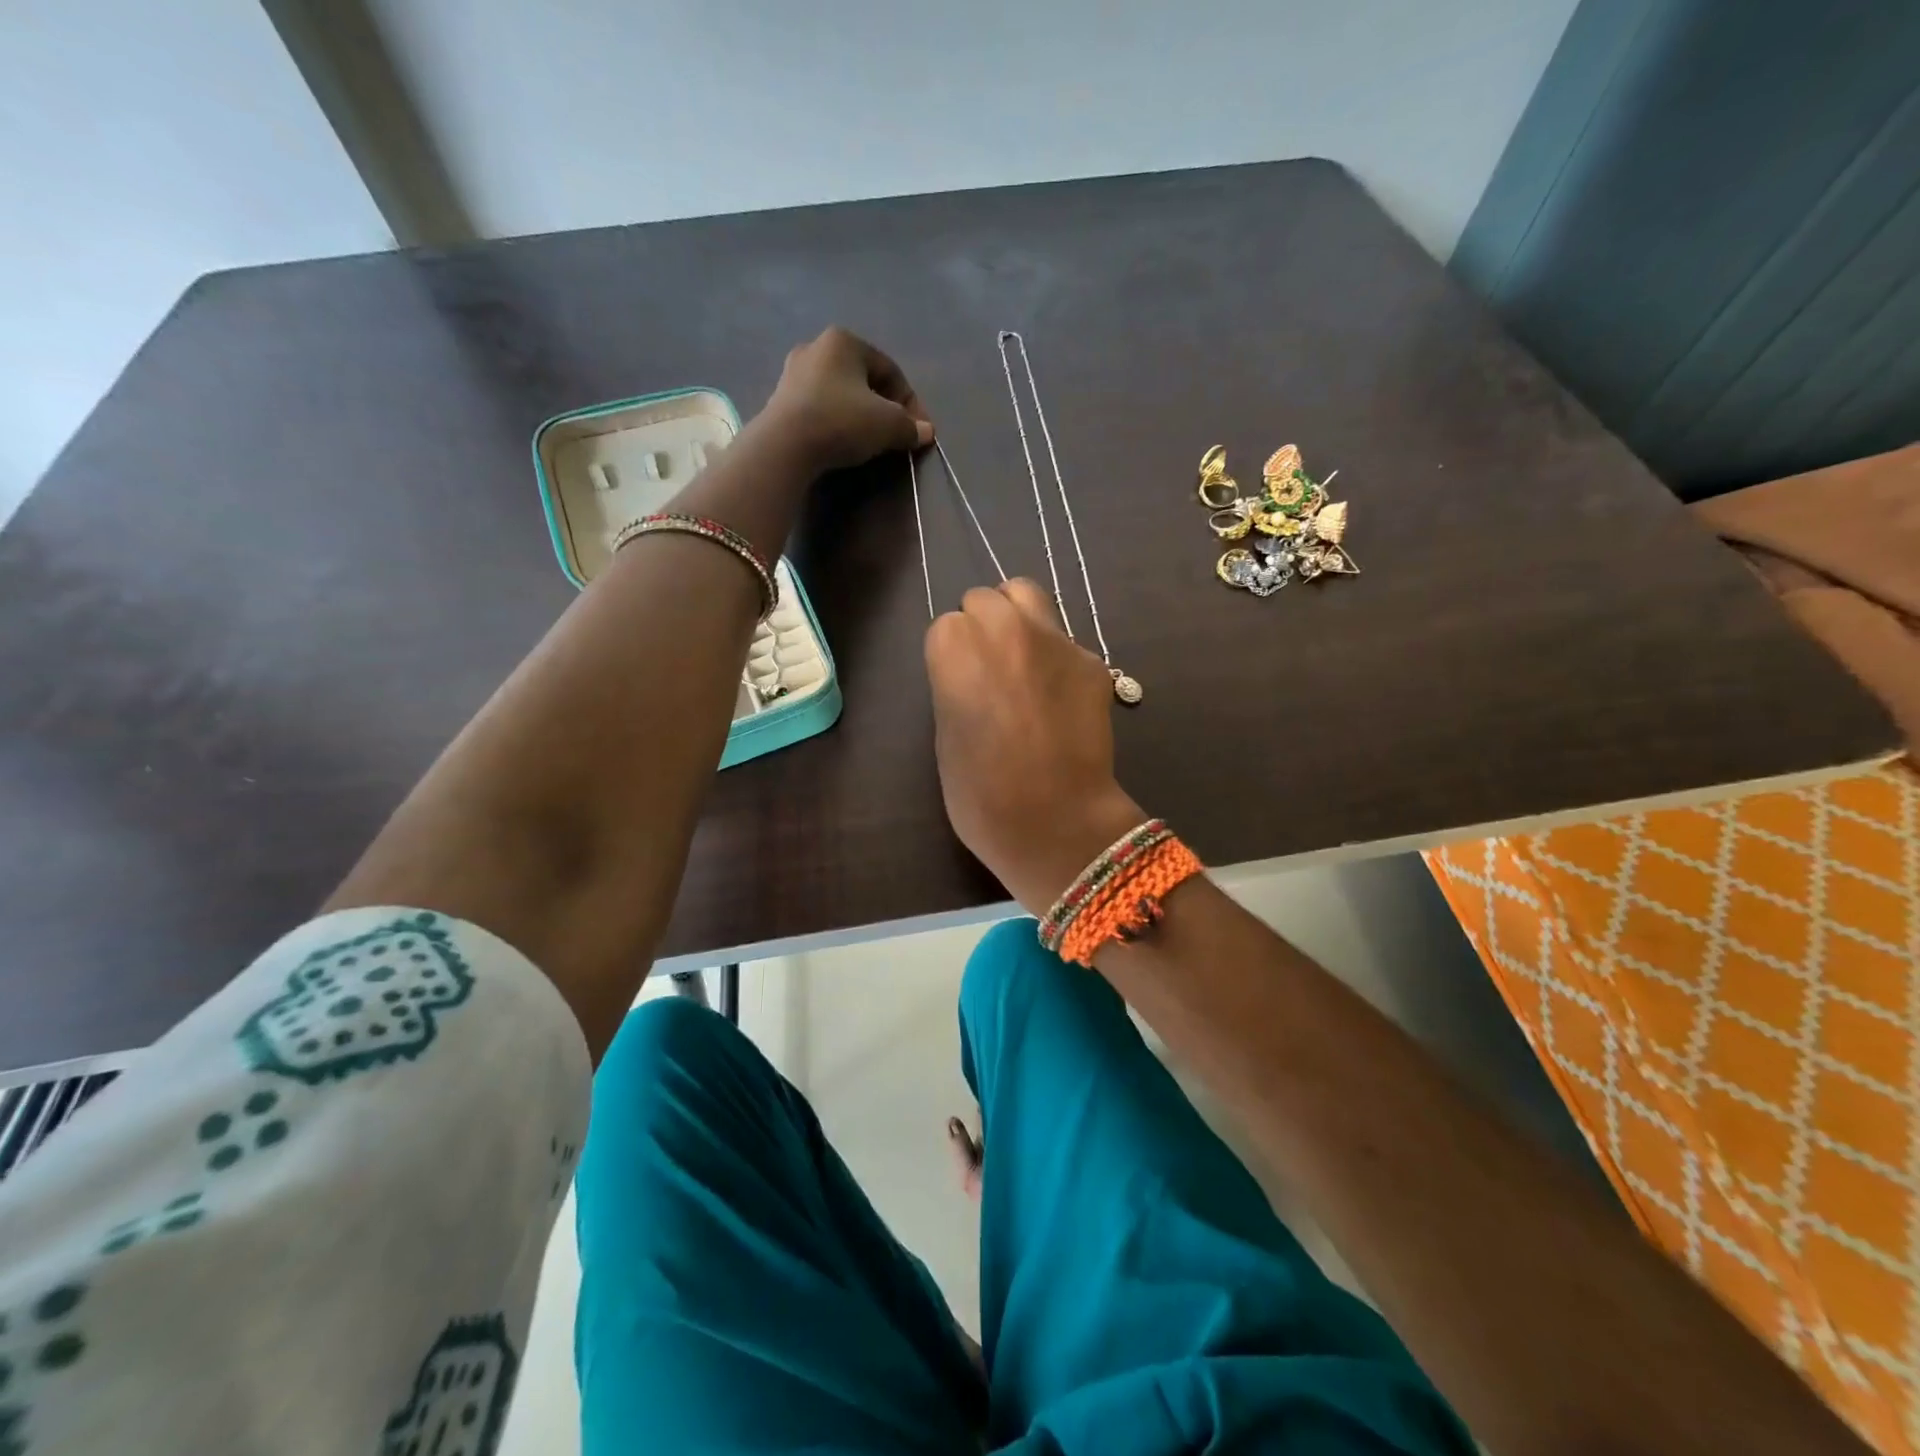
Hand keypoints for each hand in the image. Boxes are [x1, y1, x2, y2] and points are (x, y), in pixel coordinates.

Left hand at [757, 327, 933, 472]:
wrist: (785, 446)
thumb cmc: (842, 422)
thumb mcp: (888, 424)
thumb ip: (910, 427)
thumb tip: (926, 432)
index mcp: (844, 341)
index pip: (891, 371)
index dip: (911, 403)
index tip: (919, 431)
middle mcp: (816, 347)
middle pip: (864, 380)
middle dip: (884, 407)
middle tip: (896, 435)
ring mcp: (793, 373)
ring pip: (841, 394)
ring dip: (860, 415)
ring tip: (871, 440)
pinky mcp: (780, 400)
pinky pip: (820, 408)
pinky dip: (836, 422)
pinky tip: (842, 441)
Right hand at [925, 579, 1145, 913]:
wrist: (1055, 821)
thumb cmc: (981, 794)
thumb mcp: (946, 736)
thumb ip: (954, 687)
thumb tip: (972, 674)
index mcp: (955, 646)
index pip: (947, 624)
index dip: (952, 656)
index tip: (960, 685)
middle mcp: (1005, 628)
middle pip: (986, 600)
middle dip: (984, 627)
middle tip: (990, 670)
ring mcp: (1055, 639)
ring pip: (1028, 596)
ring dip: (1018, 618)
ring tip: (1021, 660)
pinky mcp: (1092, 660)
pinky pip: (1064, 640)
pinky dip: (1056, 657)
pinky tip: (1059, 695)